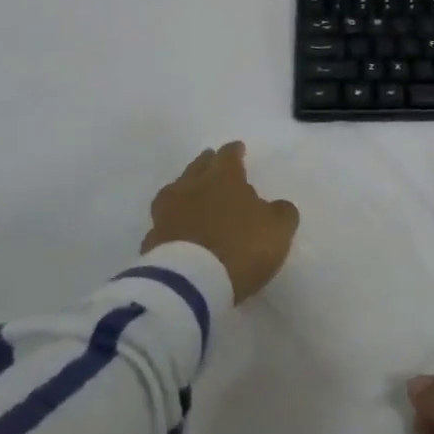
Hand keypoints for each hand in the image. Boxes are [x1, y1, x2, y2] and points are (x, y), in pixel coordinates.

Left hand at [144, 141, 298, 303]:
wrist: (190, 284)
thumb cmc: (241, 247)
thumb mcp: (278, 229)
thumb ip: (281, 212)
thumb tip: (277, 206)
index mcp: (224, 178)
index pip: (228, 155)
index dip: (234, 151)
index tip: (238, 149)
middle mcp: (192, 188)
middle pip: (198, 167)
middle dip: (207, 163)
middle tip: (212, 162)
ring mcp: (167, 213)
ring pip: (174, 191)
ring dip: (184, 189)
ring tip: (190, 193)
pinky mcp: (151, 241)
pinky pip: (162, 223)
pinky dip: (171, 222)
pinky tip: (176, 229)